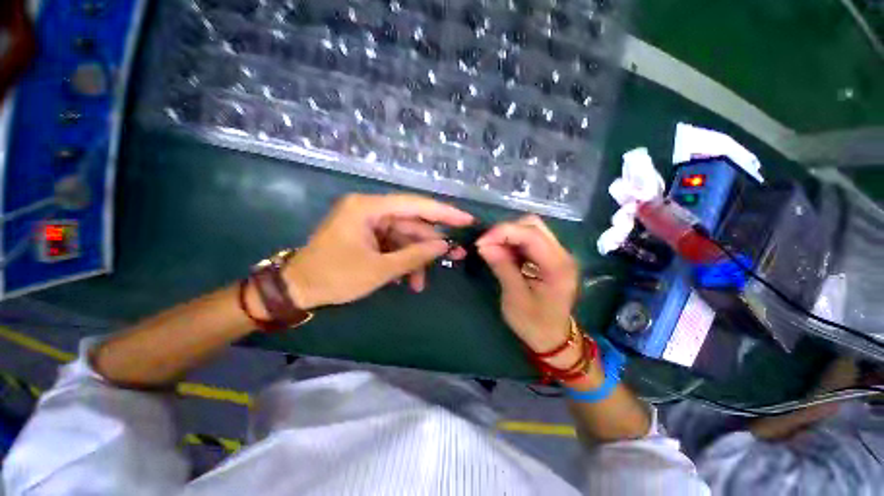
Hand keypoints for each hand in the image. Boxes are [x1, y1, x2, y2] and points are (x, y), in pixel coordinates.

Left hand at [283, 194, 471, 309]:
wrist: (297, 290)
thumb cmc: (335, 277)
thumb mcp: (379, 269)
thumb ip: (415, 256)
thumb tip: (445, 245)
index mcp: (368, 208)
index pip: (415, 204)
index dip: (444, 212)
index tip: (467, 220)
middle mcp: (370, 210)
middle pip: (411, 223)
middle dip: (432, 243)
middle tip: (457, 256)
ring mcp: (369, 223)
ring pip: (404, 238)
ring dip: (415, 259)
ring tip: (421, 283)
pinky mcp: (368, 236)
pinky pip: (393, 245)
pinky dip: (402, 261)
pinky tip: (406, 280)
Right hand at [476, 215, 578, 353]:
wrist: (554, 339)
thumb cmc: (534, 324)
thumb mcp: (514, 298)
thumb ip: (502, 267)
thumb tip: (484, 245)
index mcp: (557, 266)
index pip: (531, 234)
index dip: (503, 232)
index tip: (481, 242)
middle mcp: (563, 254)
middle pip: (533, 225)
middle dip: (506, 230)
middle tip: (486, 245)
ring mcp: (558, 254)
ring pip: (532, 229)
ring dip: (509, 235)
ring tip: (492, 248)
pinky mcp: (551, 257)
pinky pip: (531, 239)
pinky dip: (514, 241)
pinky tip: (504, 252)